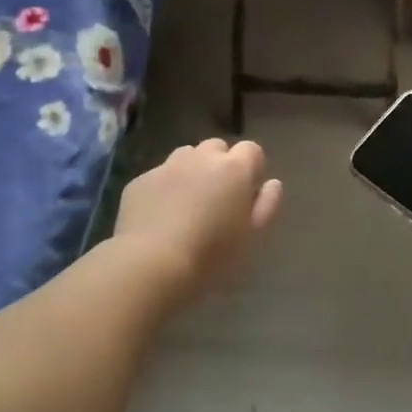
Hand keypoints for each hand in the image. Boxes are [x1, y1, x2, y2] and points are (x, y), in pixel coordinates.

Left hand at [113, 139, 282, 302]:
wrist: (151, 264)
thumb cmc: (212, 256)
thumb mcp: (251, 237)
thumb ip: (266, 205)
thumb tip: (272, 183)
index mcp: (234, 169)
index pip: (252, 150)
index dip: (252, 169)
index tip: (248, 193)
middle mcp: (201, 158)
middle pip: (217, 147)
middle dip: (220, 165)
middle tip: (217, 198)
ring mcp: (167, 166)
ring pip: (186, 156)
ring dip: (192, 171)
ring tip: (188, 203)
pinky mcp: (140, 180)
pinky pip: (159, 176)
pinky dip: (164, 188)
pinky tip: (160, 216)